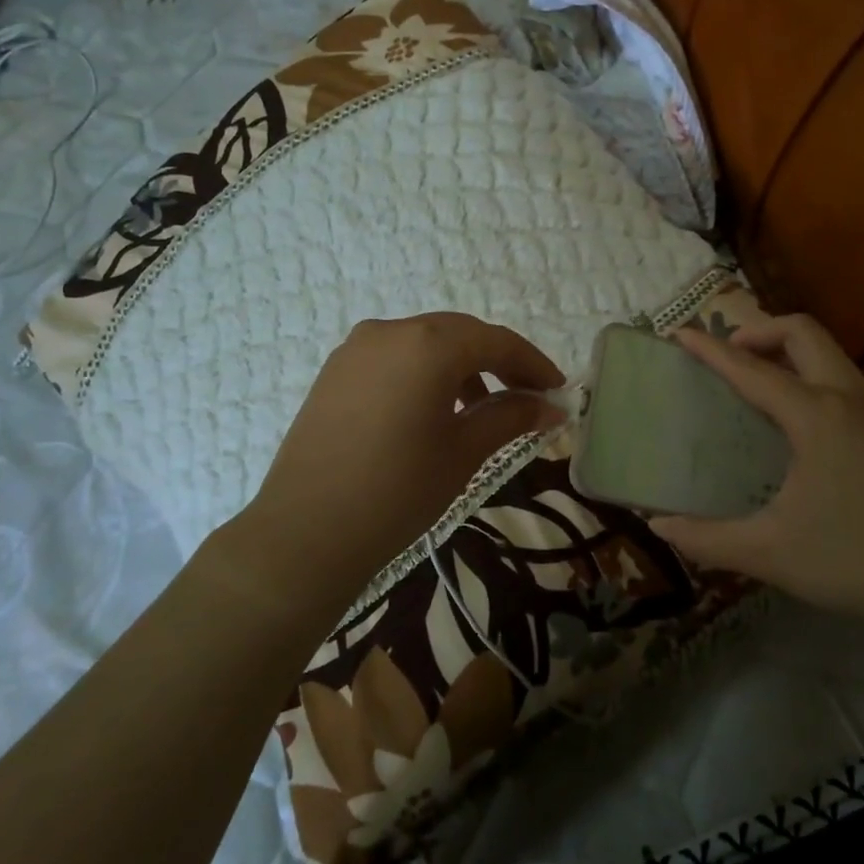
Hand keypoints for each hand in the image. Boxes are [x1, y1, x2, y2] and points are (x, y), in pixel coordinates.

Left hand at [234, 313, 564, 590]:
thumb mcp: (464, 452)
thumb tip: (550, 407)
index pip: (495, 341)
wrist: (306, 532)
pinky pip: (394, 358)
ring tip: (481, 409)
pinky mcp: (336, 371)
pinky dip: (424, 373)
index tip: (557, 390)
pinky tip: (433, 410)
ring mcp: (356, 348)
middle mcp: (390, 331)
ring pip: (425, 343)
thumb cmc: (398, 491)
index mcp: (428, 344)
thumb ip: (511, 417)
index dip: (533, 363)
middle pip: (460, 334)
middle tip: (527, 396)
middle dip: (498, 361)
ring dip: (460, 367)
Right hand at [651, 313, 863, 625]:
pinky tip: (795, 421)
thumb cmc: (852, 561)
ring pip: (828, 352)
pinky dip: (809, 373)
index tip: (678, 334)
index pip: (752, 370)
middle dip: (758, 332)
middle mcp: (849, 399)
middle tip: (726, 359)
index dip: (710, 350)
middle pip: (802, 333)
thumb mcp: (769, 553)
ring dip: (787, 350)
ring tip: (754, 382)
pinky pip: (842, 377)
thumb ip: (706, 539)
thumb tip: (658, 526)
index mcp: (816, 416)